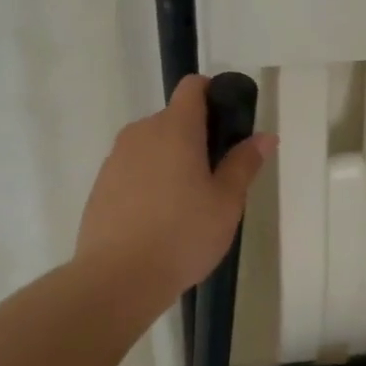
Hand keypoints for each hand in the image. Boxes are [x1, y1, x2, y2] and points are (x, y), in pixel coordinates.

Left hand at [75, 75, 275, 297]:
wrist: (117, 278)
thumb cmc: (183, 235)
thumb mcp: (226, 202)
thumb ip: (244, 164)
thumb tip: (264, 136)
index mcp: (175, 128)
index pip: (193, 87)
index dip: (213, 94)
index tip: (228, 124)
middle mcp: (141, 132)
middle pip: (174, 118)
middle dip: (195, 137)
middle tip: (215, 177)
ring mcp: (116, 158)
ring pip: (152, 145)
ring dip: (170, 160)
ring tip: (185, 203)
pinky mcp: (100, 184)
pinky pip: (132, 168)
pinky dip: (148, 180)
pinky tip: (157, 218)